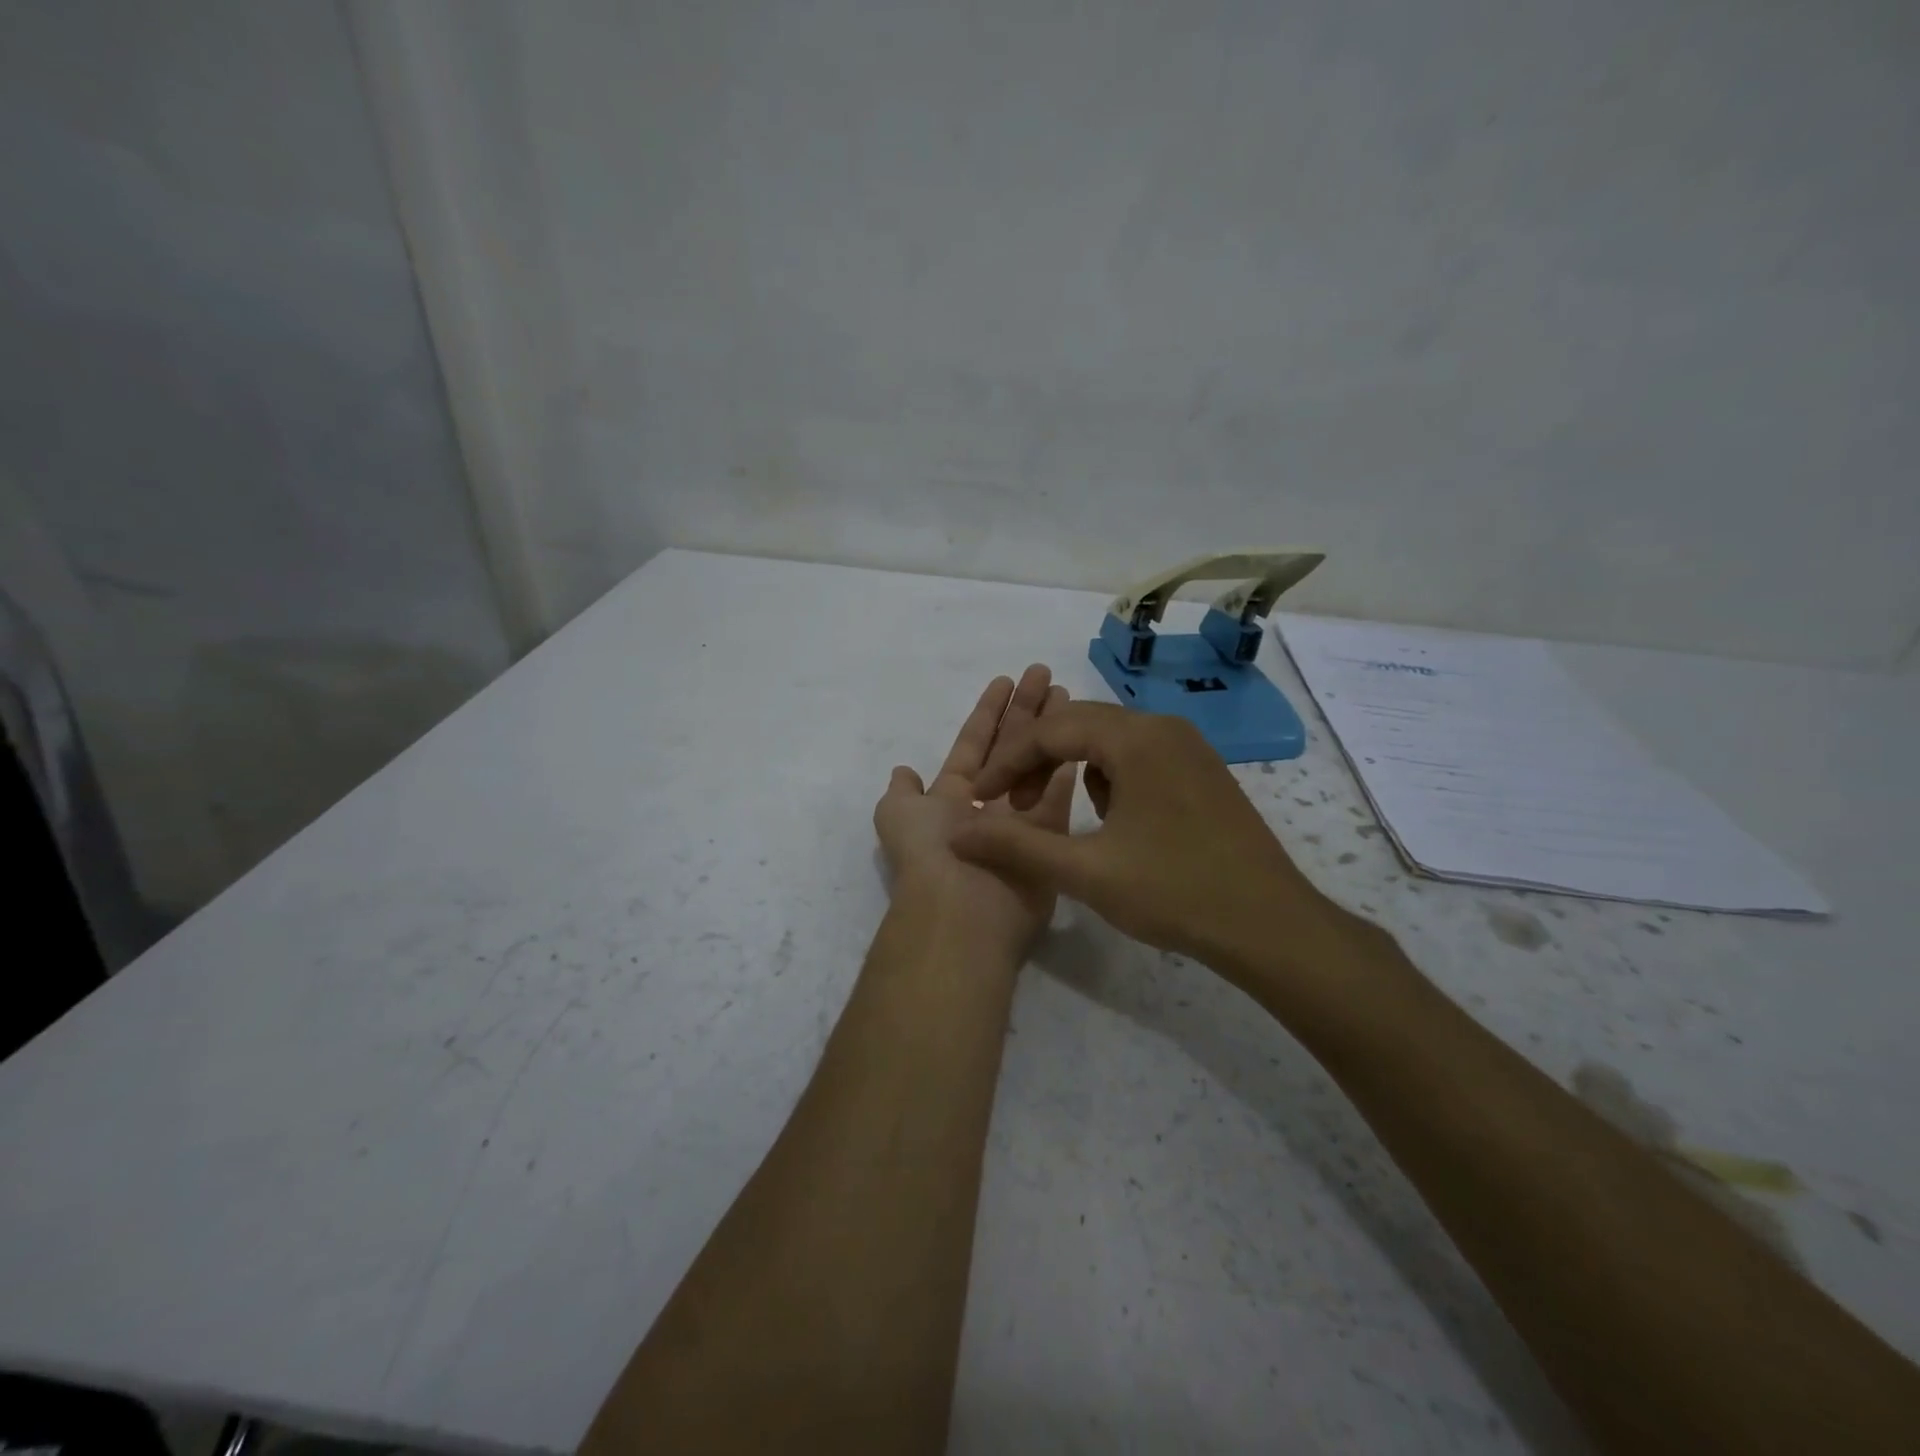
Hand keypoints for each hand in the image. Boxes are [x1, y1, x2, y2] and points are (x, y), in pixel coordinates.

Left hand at [873, 666, 1075, 956]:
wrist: (962, 910)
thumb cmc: (930, 853)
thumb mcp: (897, 816)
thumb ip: (903, 791)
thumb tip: (904, 771)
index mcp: (951, 795)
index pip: (974, 742)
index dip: (988, 711)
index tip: (1006, 679)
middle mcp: (987, 805)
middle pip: (1009, 746)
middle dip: (1025, 709)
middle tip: (1045, 674)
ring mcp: (1020, 822)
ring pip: (1038, 765)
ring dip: (1050, 731)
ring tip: (1069, 697)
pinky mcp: (1048, 840)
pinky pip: (1060, 797)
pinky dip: (1068, 768)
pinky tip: (1082, 737)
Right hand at [950, 700, 1359, 981]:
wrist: (1271, 925)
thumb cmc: (1177, 893)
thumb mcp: (1087, 872)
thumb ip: (1016, 847)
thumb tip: (955, 834)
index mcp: (1136, 738)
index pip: (1052, 731)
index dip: (1007, 763)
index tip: (979, 799)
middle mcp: (1163, 727)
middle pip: (1079, 725)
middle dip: (1036, 760)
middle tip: (1010, 805)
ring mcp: (1188, 747)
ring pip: (1109, 739)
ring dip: (1071, 766)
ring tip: (1054, 813)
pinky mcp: (1201, 770)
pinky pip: (1137, 755)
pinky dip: (1107, 776)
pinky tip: (1106, 817)